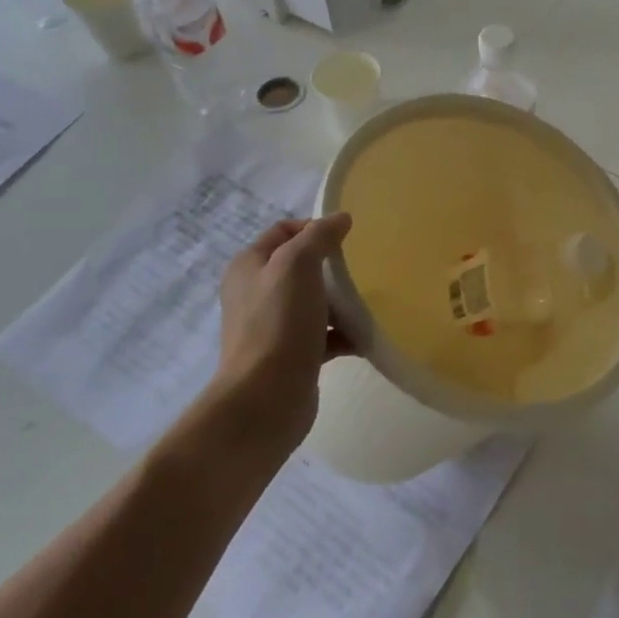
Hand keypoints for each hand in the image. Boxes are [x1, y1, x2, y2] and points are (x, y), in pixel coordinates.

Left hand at [210, 213, 353, 452]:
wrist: (266, 399)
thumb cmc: (279, 323)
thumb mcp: (298, 265)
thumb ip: (319, 236)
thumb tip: (340, 218)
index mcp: (249, 266)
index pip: (284, 231)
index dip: (314, 227)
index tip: (346, 238)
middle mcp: (256, 293)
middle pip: (301, 267)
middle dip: (333, 267)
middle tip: (361, 270)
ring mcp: (272, 327)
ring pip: (314, 302)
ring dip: (341, 302)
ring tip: (368, 304)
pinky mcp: (290, 356)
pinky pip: (322, 336)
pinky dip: (343, 334)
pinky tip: (365, 337)